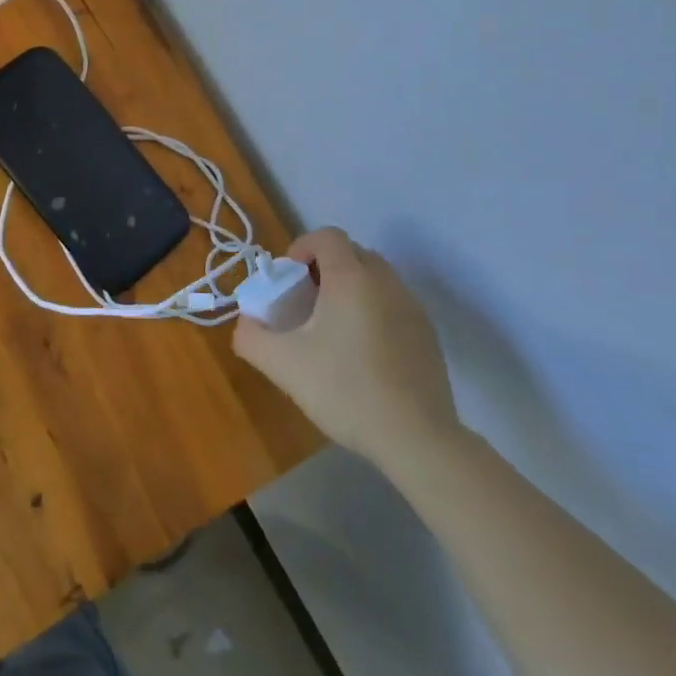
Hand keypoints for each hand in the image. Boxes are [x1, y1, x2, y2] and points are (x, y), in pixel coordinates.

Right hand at [233, 228, 459, 477]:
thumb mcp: (281, 364)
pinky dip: (372, 311)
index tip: (288, 279)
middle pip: (352, 253)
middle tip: (304, 302)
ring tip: (331, 329)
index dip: (302, 247)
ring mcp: (413, 308)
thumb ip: (251, 336)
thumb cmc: (345, 389)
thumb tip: (247, 323)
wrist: (417, 439)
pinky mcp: (428, 336)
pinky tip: (361, 354)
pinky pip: (393, 304)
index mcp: (352, 279)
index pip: (327, 236)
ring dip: (349, 289)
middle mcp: (386, 283)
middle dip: (324, 267)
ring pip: (375, 279)